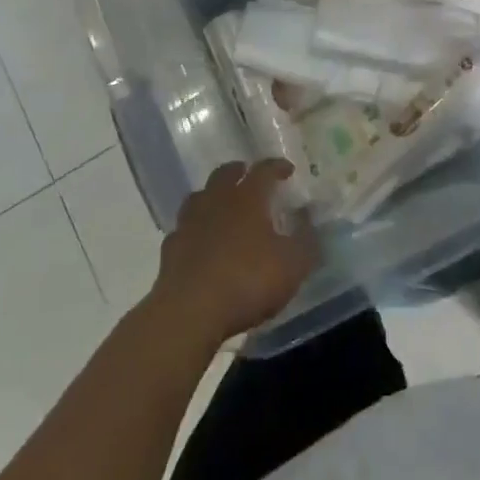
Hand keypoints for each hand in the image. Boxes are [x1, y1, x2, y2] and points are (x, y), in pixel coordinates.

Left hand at [149, 160, 316, 346]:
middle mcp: (216, 201)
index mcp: (248, 199)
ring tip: (222, 205)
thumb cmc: (247, 281)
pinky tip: (200, 241)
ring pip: (199, 197)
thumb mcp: (292, 265)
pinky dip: (194, 229)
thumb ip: (306, 240)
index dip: (277, 167)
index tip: (287, 170)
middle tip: (248, 176)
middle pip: (225, 174)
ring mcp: (189, 223)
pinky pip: (183, 229)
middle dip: (239, 171)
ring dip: (212, 196)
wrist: (190, 312)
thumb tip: (309, 218)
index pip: (263, 171)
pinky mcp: (170, 249)